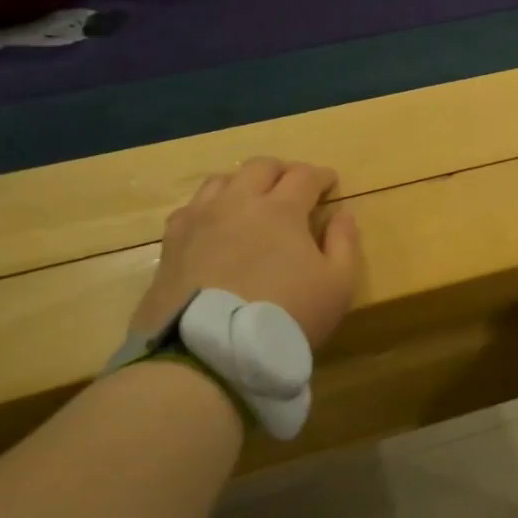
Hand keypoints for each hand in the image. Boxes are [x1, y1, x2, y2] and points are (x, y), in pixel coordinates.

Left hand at [129, 158, 360, 348]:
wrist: (211, 350)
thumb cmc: (286, 316)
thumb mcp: (337, 285)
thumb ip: (344, 243)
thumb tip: (343, 213)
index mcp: (281, 209)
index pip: (305, 175)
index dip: (321, 175)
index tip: (330, 183)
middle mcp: (238, 202)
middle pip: (261, 167)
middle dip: (283, 170)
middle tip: (294, 185)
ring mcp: (200, 218)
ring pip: (222, 180)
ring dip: (244, 182)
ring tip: (252, 199)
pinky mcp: (172, 241)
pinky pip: (192, 207)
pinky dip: (210, 206)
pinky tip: (214, 224)